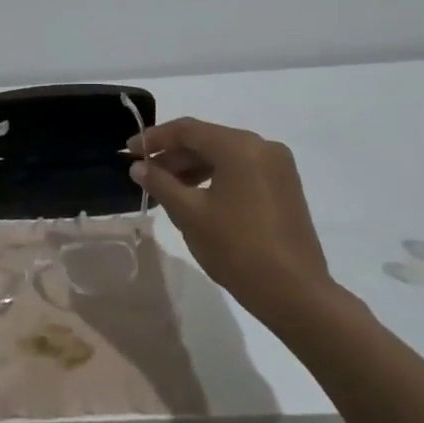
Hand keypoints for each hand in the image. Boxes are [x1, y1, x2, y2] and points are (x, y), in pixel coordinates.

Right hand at [129, 117, 332, 321]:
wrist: (294, 292)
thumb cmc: (237, 248)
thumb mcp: (189, 214)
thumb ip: (161, 183)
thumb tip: (138, 167)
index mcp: (239, 147)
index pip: (187, 130)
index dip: (153, 138)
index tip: (128, 150)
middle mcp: (262, 147)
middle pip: (207, 139)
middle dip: (173, 154)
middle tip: (143, 172)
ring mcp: (278, 167)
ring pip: (224, 155)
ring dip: (192, 166)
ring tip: (165, 187)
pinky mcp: (284, 187)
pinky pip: (241, 170)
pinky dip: (214, 177)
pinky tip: (194, 196)